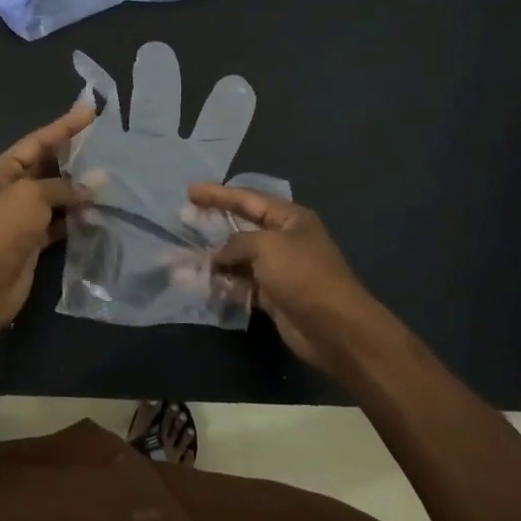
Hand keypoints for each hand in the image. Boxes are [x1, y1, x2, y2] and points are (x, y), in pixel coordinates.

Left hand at [0, 104, 93, 332]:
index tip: (89, 112)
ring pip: (55, 196)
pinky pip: (58, 223)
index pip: (37, 141)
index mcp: (1, 171)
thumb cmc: (1, 229)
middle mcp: (9, 190)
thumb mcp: (31, 196)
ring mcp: (20, 217)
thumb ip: (62, 187)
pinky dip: (75, 219)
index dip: (64, 126)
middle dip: (74, 159)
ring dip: (78, 191)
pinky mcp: (31, 242)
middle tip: (106, 147)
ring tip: (109, 182)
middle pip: (46, 167)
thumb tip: (90, 188)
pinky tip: (97, 215)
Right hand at [187, 183, 392, 373]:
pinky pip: (243, 284)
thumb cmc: (303, 275)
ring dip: (216, 258)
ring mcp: (280, 269)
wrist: (335, 328)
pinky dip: (225, 283)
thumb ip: (237, 243)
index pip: (248, 199)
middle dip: (215, 224)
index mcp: (290, 219)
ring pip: (240, 258)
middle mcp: (285, 240)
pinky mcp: (274, 296)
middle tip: (185, 219)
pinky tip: (204, 283)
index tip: (190, 191)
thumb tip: (218, 255)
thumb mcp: (267, 247)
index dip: (218, 194)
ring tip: (186, 256)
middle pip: (243, 227)